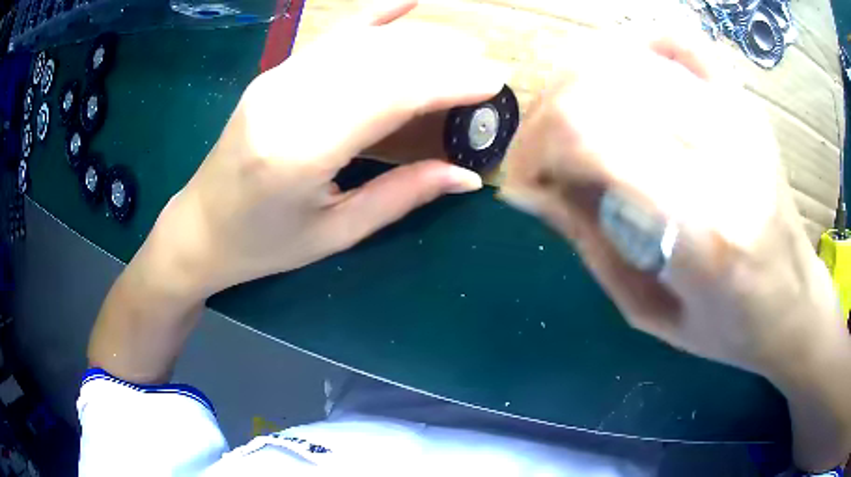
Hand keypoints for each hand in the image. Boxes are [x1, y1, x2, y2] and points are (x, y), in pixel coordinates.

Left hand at [154, 0, 505, 298]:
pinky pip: (330, 37)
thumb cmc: (263, 245)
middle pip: (377, 61)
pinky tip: (404, 2)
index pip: (388, 95)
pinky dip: (371, 17)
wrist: (200, 227)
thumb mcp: (335, 233)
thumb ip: (401, 196)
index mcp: (298, 151)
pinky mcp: (274, 74)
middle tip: (486, 67)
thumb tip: (466, 177)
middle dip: (441, 58)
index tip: (492, 81)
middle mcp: (285, 101)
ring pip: (359, 44)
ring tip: (460, 50)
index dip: (446, 81)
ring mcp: (275, 80)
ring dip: (417, 42)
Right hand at [500, 32, 850, 470]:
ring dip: (581, 82)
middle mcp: (723, 158)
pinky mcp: (746, 105)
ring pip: (628, 56)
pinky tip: (626, 77)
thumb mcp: (648, 311)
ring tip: (577, 121)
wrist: (792, 304)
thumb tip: (532, 191)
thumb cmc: (727, 328)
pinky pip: (679, 42)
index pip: (588, 134)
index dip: (534, 145)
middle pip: (600, 83)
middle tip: (542, 150)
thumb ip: (589, 244)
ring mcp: (739, 119)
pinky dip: (637, 46)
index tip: (523, 179)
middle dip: (548, 112)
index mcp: (701, 230)